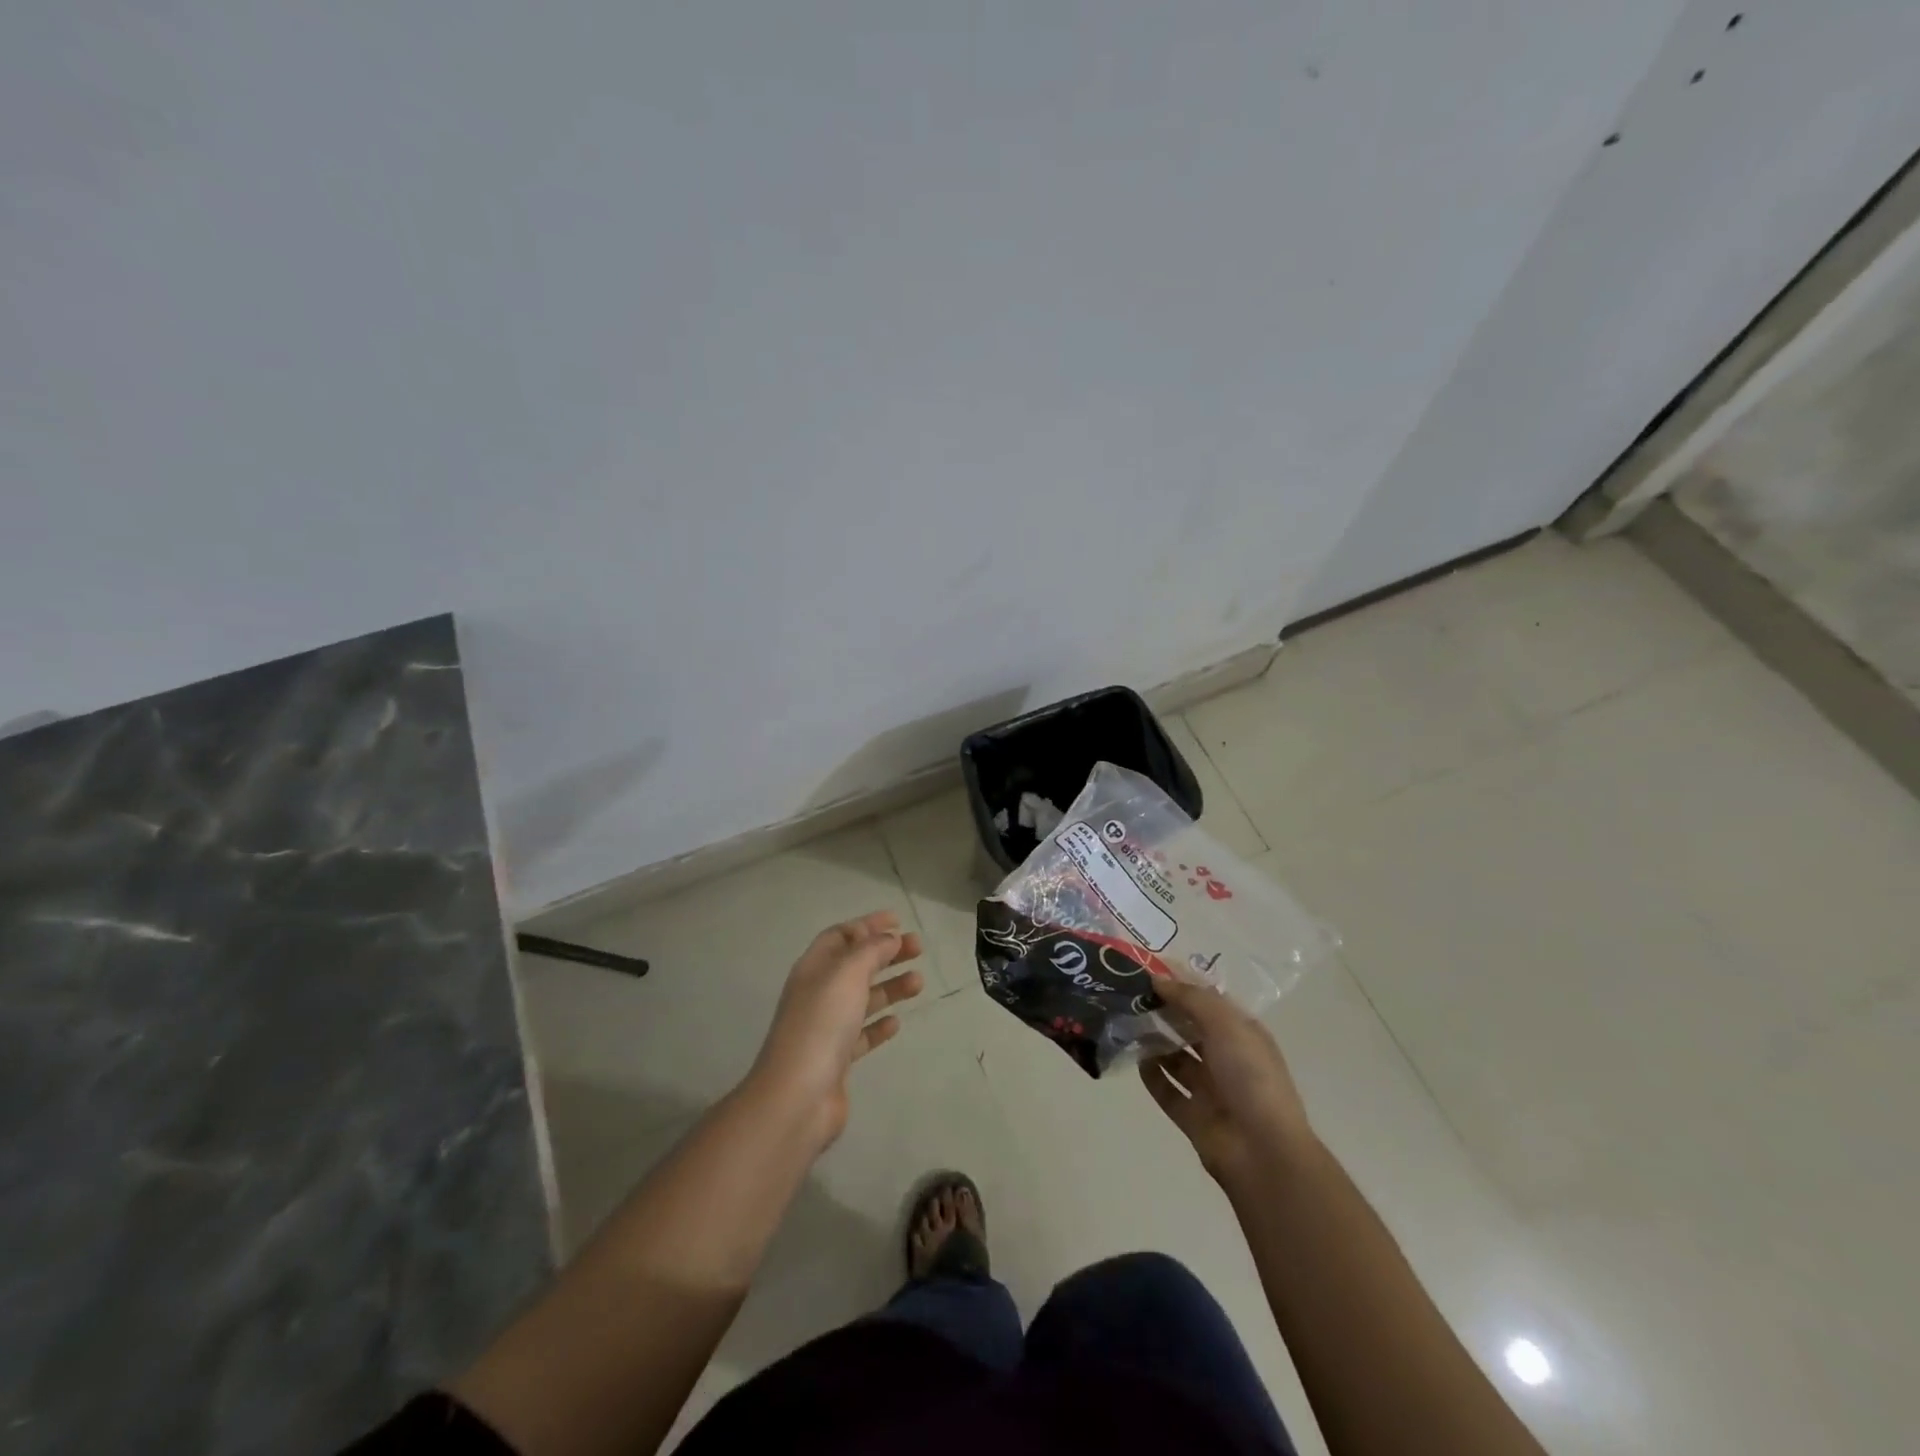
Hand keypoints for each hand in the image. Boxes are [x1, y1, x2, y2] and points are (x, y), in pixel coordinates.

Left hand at [748, 911, 923, 1152]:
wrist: (798, 1095)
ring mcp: (826, 1027)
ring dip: (890, 986)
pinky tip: (896, 1023)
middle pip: (855, 964)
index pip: (841, 936)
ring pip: (863, 998)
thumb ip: (871, 951)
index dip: (867, 925)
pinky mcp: (837, 1059)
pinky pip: (862, 1034)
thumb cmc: (822, 1023)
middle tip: (918, 948)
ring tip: (919, 983)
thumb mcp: (847, 974)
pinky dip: (879, 1024)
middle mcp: (818, 993)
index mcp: (814, 968)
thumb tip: (889, 938)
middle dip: (886, 953)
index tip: (898, 921)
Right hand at [1140, 977, 1313, 1187]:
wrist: (1263, 1152)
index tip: (1148, 969)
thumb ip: (1191, 998)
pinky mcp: (1194, 1117)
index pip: (1209, 1000)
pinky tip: (1134, 1058)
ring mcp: (1211, 1090)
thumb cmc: (1250, 1077)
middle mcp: (1228, 1059)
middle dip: (1164, 1011)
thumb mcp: (1225, 1024)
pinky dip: (1152, 1076)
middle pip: (1190, 1028)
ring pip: (1177, 1059)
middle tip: (1129, 994)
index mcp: (1243, 1034)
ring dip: (1154, 1042)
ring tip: (1125, 1022)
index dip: (1182, 984)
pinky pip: (1168, 1091)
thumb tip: (1158, 979)